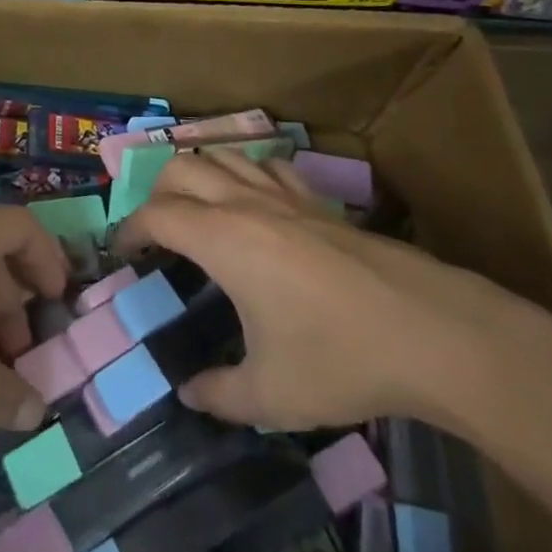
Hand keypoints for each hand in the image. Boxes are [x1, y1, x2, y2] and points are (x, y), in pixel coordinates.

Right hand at [114, 151, 551, 432]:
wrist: (430, 331)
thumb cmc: (339, 359)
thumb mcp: (269, 395)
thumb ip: (218, 394)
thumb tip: (188, 393)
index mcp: (222, 239)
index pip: (156, 214)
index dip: (129, 229)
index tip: (121, 253)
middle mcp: (246, 203)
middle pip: (182, 168)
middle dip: (156, 193)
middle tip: (156, 232)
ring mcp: (286, 196)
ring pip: (225, 156)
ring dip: (199, 174)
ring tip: (197, 210)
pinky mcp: (320, 201)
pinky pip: (269, 166)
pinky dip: (247, 173)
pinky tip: (256, 203)